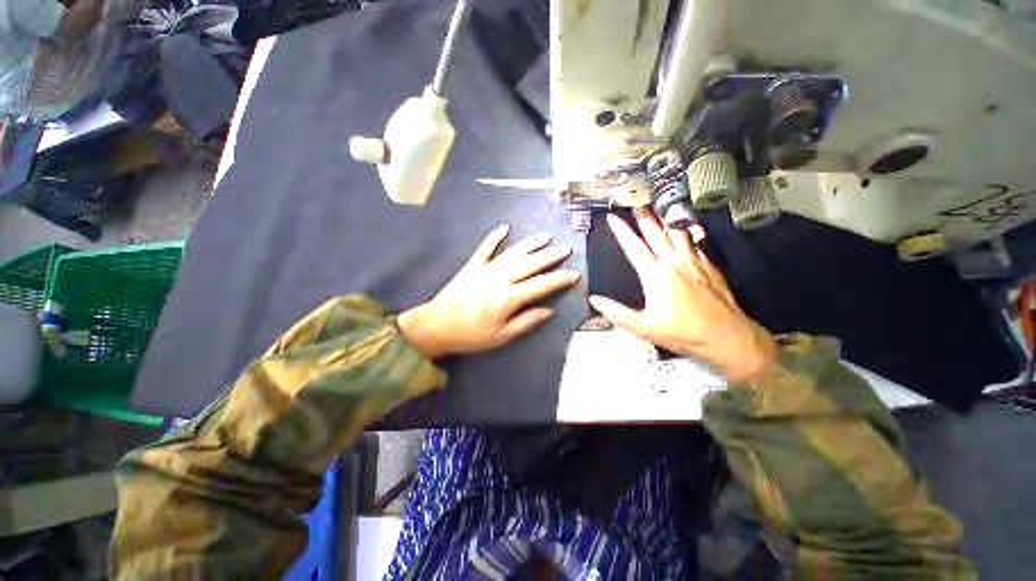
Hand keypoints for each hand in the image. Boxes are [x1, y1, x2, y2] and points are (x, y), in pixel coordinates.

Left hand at [399, 225, 579, 358]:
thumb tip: (549, 310)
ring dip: (531, 243)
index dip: (559, 279)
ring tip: (546, 236)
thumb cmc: (470, 335)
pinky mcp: (472, 265)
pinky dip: (495, 237)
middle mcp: (499, 278)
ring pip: (513, 252)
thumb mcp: (501, 336)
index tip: (574, 274)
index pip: (541, 285)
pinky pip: (485, 247)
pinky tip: (505, 227)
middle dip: (551, 255)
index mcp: (508, 297)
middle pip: (530, 263)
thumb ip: (526, 321)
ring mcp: (485, 269)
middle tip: (566, 248)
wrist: (435, 326)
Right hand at [588, 208, 777, 381]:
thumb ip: (616, 312)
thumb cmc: (681, 332)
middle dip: (644, 217)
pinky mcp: (709, 265)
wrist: (726, 336)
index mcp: (655, 275)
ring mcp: (694, 261)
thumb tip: (593, 298)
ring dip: (665, 220)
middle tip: (637, 201)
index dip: (621, 231)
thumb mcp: (643, 327)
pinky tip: (685, 229)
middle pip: (656, 234)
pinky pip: (695, 242)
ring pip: (677, 233)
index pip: (634, 247)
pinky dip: (687, 232)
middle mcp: (673, 262)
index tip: (612, 217)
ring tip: (659, 208)